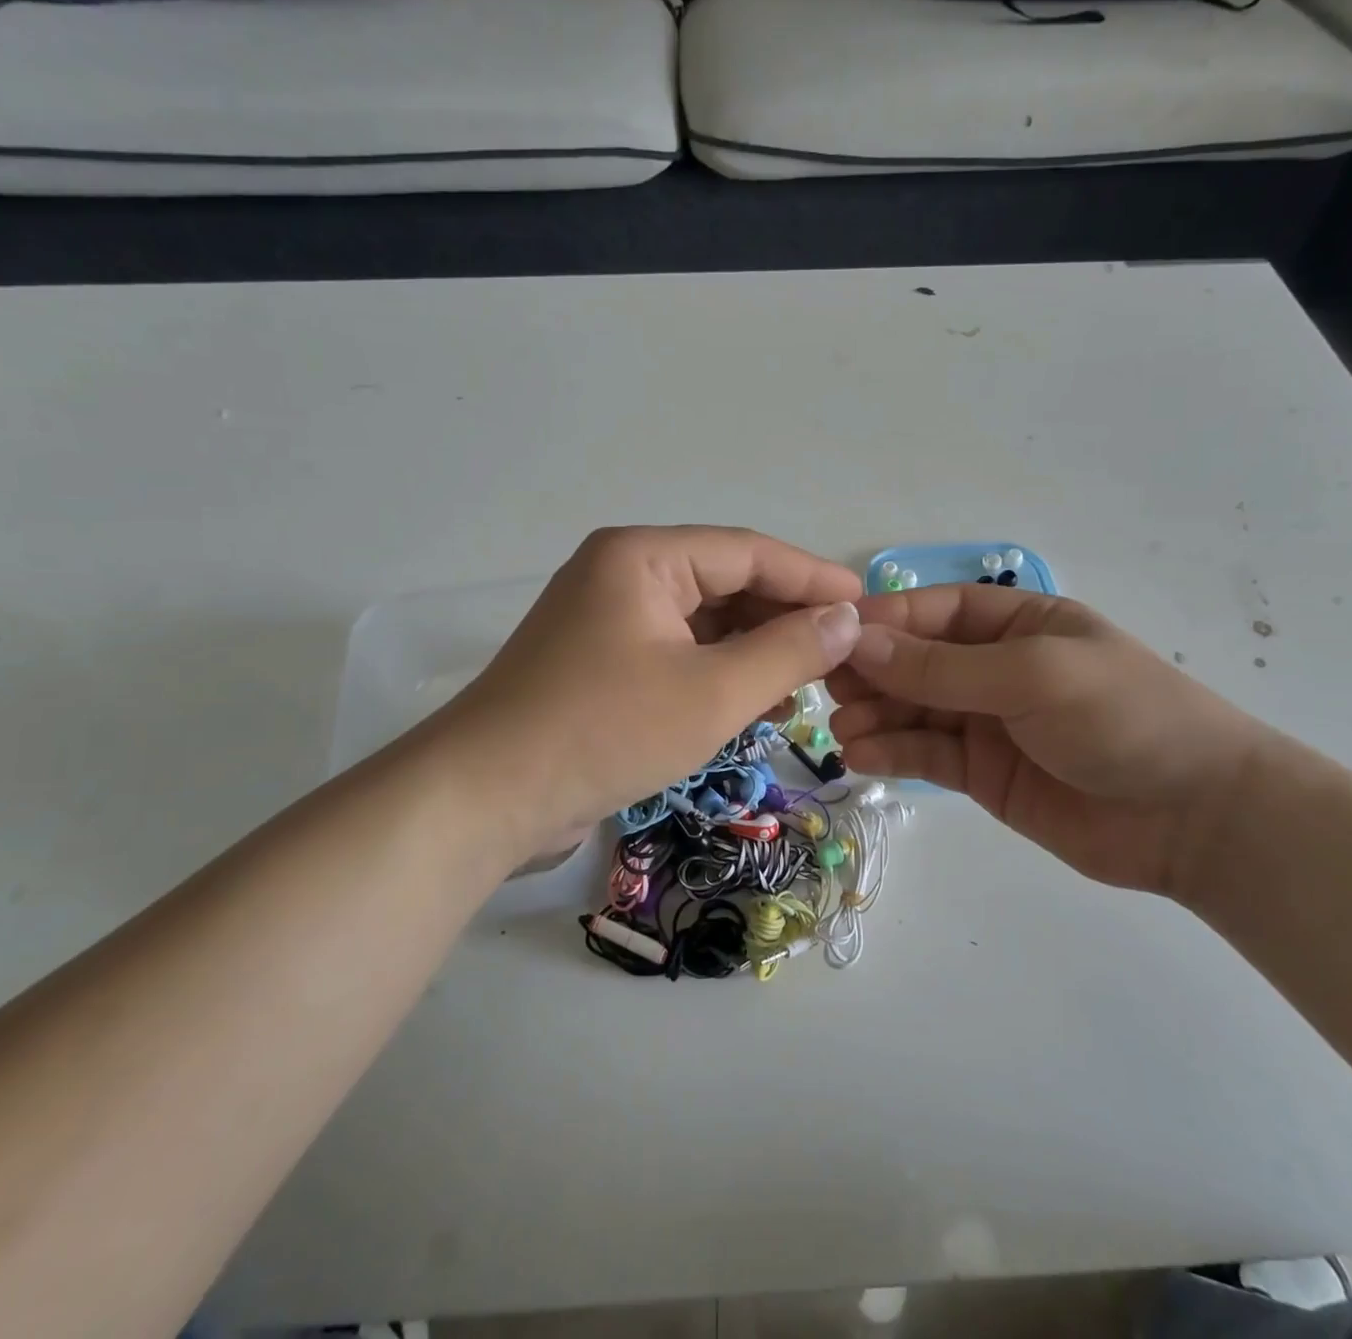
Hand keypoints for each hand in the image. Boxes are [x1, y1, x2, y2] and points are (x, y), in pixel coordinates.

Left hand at [444, 527, 862, 856]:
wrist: (486, 798)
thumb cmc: (605, 731)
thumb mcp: (713, 692)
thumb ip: (789, 651)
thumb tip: (848, 619)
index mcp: (643, 558)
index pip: (748, 552)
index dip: (812, 578)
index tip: (866, 604)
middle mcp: (623, 575)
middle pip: (726, 585)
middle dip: (785, 620)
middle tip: (842, 654)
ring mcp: (608, 621)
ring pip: (704, 624)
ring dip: (756, 652)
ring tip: (808, 686)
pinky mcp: (602, 664)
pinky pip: (678, 654)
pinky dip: (719, 675)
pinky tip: (758, 706)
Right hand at [826, 586, 1292, 898]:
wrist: (1194, 818)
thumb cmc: (1122, 717)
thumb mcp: (1032, 676)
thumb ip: (942, 667)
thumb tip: (860, 641)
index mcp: (1017, 623)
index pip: (935, 612)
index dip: (884, 621)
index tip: (832, 637)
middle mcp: (995, 667)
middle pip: (915, 661)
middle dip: (871, 671)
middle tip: (827, 688)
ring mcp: (987, 722)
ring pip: (913, 710)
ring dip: (874, 714)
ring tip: (843, 729)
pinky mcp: (982, 774)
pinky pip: (926, 755)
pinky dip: (892, 753)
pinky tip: (862, 756)